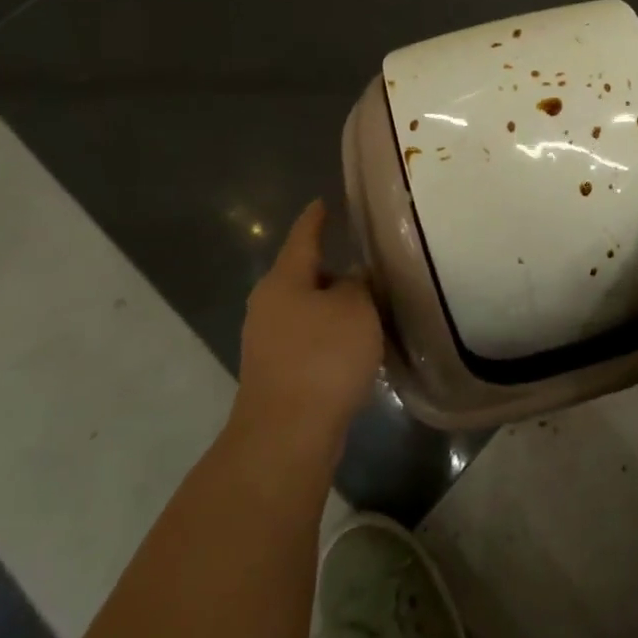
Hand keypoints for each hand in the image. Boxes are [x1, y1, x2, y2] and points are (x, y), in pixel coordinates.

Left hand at [236, 200, 383, 457]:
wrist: (287, 435)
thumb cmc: (322, 358)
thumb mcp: (355, 308)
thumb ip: (358, 285)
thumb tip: (352, 281)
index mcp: (284, 281)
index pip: (303, 236)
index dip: (316, 218)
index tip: (323, 202)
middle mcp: (269, 306)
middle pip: (304, 275)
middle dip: (332, 269)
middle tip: (367, 262)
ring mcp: (268, 342)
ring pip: (308, 310)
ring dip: (334, 307)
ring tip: (369, 306)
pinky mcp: (277, 373)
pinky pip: (308, 340)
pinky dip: (330, 336)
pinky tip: (355, 346)